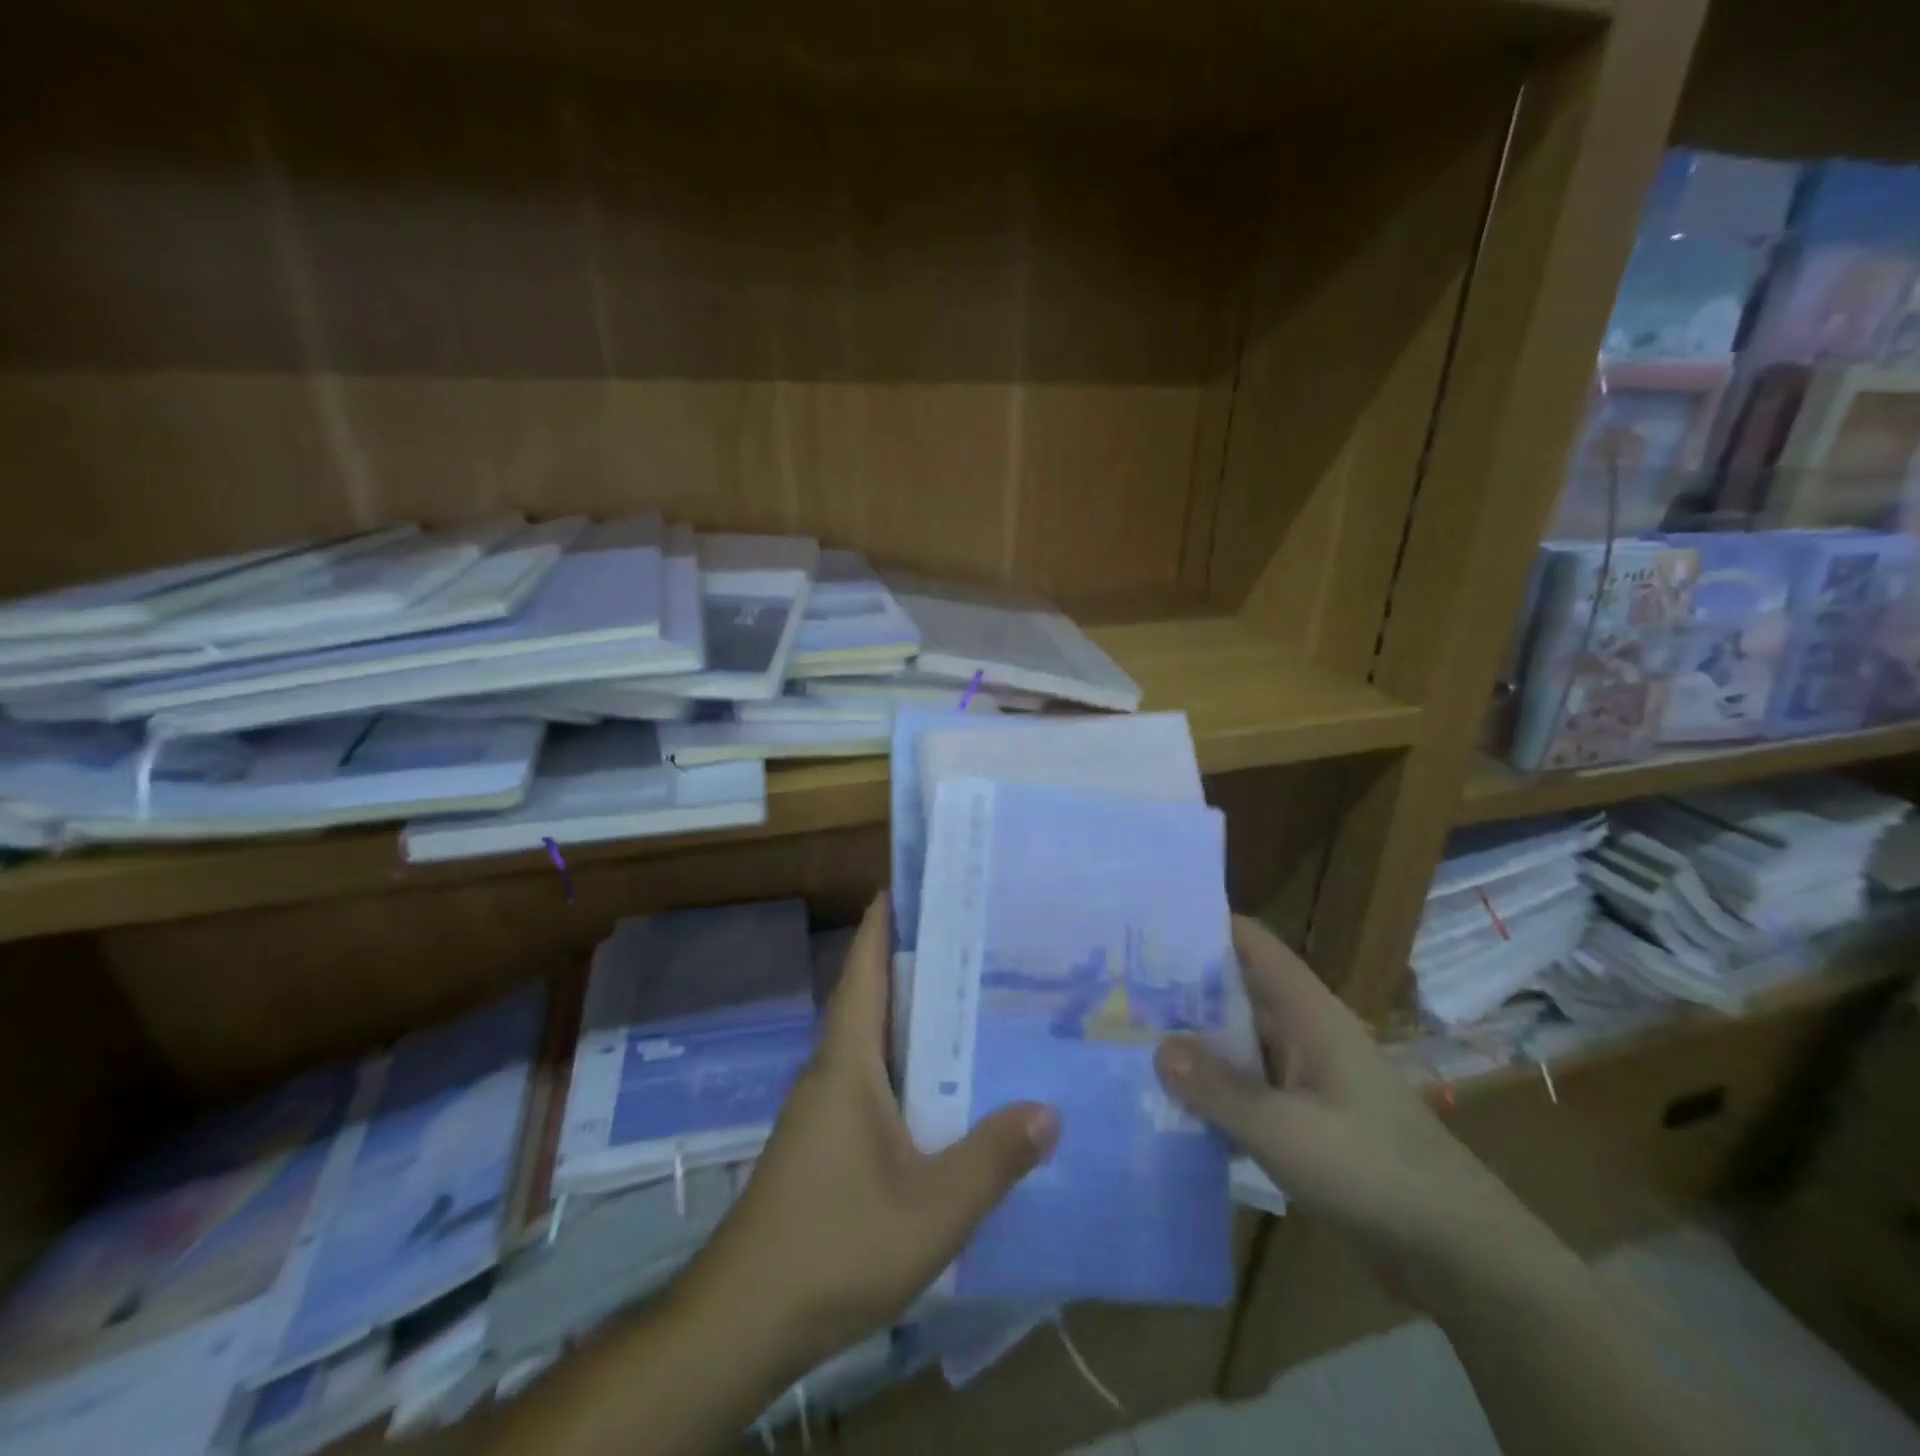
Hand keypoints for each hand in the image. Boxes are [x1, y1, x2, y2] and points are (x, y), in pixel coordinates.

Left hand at [679, 893, 1059, 1379]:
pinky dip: (904, 1062)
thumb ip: (993, 1159)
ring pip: (871, 1041)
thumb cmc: (835, 1242)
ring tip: (968, 1000)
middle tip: (970, 939)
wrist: (746, 1319)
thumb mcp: (932, 1208)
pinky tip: (941, 1086)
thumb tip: (1049, 1108)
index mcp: (847, 1062)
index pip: (864, 971)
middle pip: (870, 997)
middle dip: (911, 961)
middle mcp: (831, 1072)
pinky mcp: (824, 1143)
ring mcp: (823, 1110)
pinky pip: (871, 1079)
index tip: (911, 884)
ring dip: (909, 1014)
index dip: (882, 924)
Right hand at [1155, 917, 1560, 1313]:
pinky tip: (1168, 1100)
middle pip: (1235, 991)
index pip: (1251, 943)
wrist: (1456, 1253)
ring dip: (1193, 1042)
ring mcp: (1306, 1076)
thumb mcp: (1284, 1130)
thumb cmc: (1373, 1170)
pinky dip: (1213, 1088)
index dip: (1203, 924)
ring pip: (1238, 1042)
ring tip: (1128, 1036)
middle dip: (1181, 986)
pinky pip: (1248, 1087)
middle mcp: (1304, 1032)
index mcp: (1307, 1012)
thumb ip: (1218, 1088)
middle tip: (1116, 984)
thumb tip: (1158, 1047)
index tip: (1146, 923)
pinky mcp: (1305, 1117)